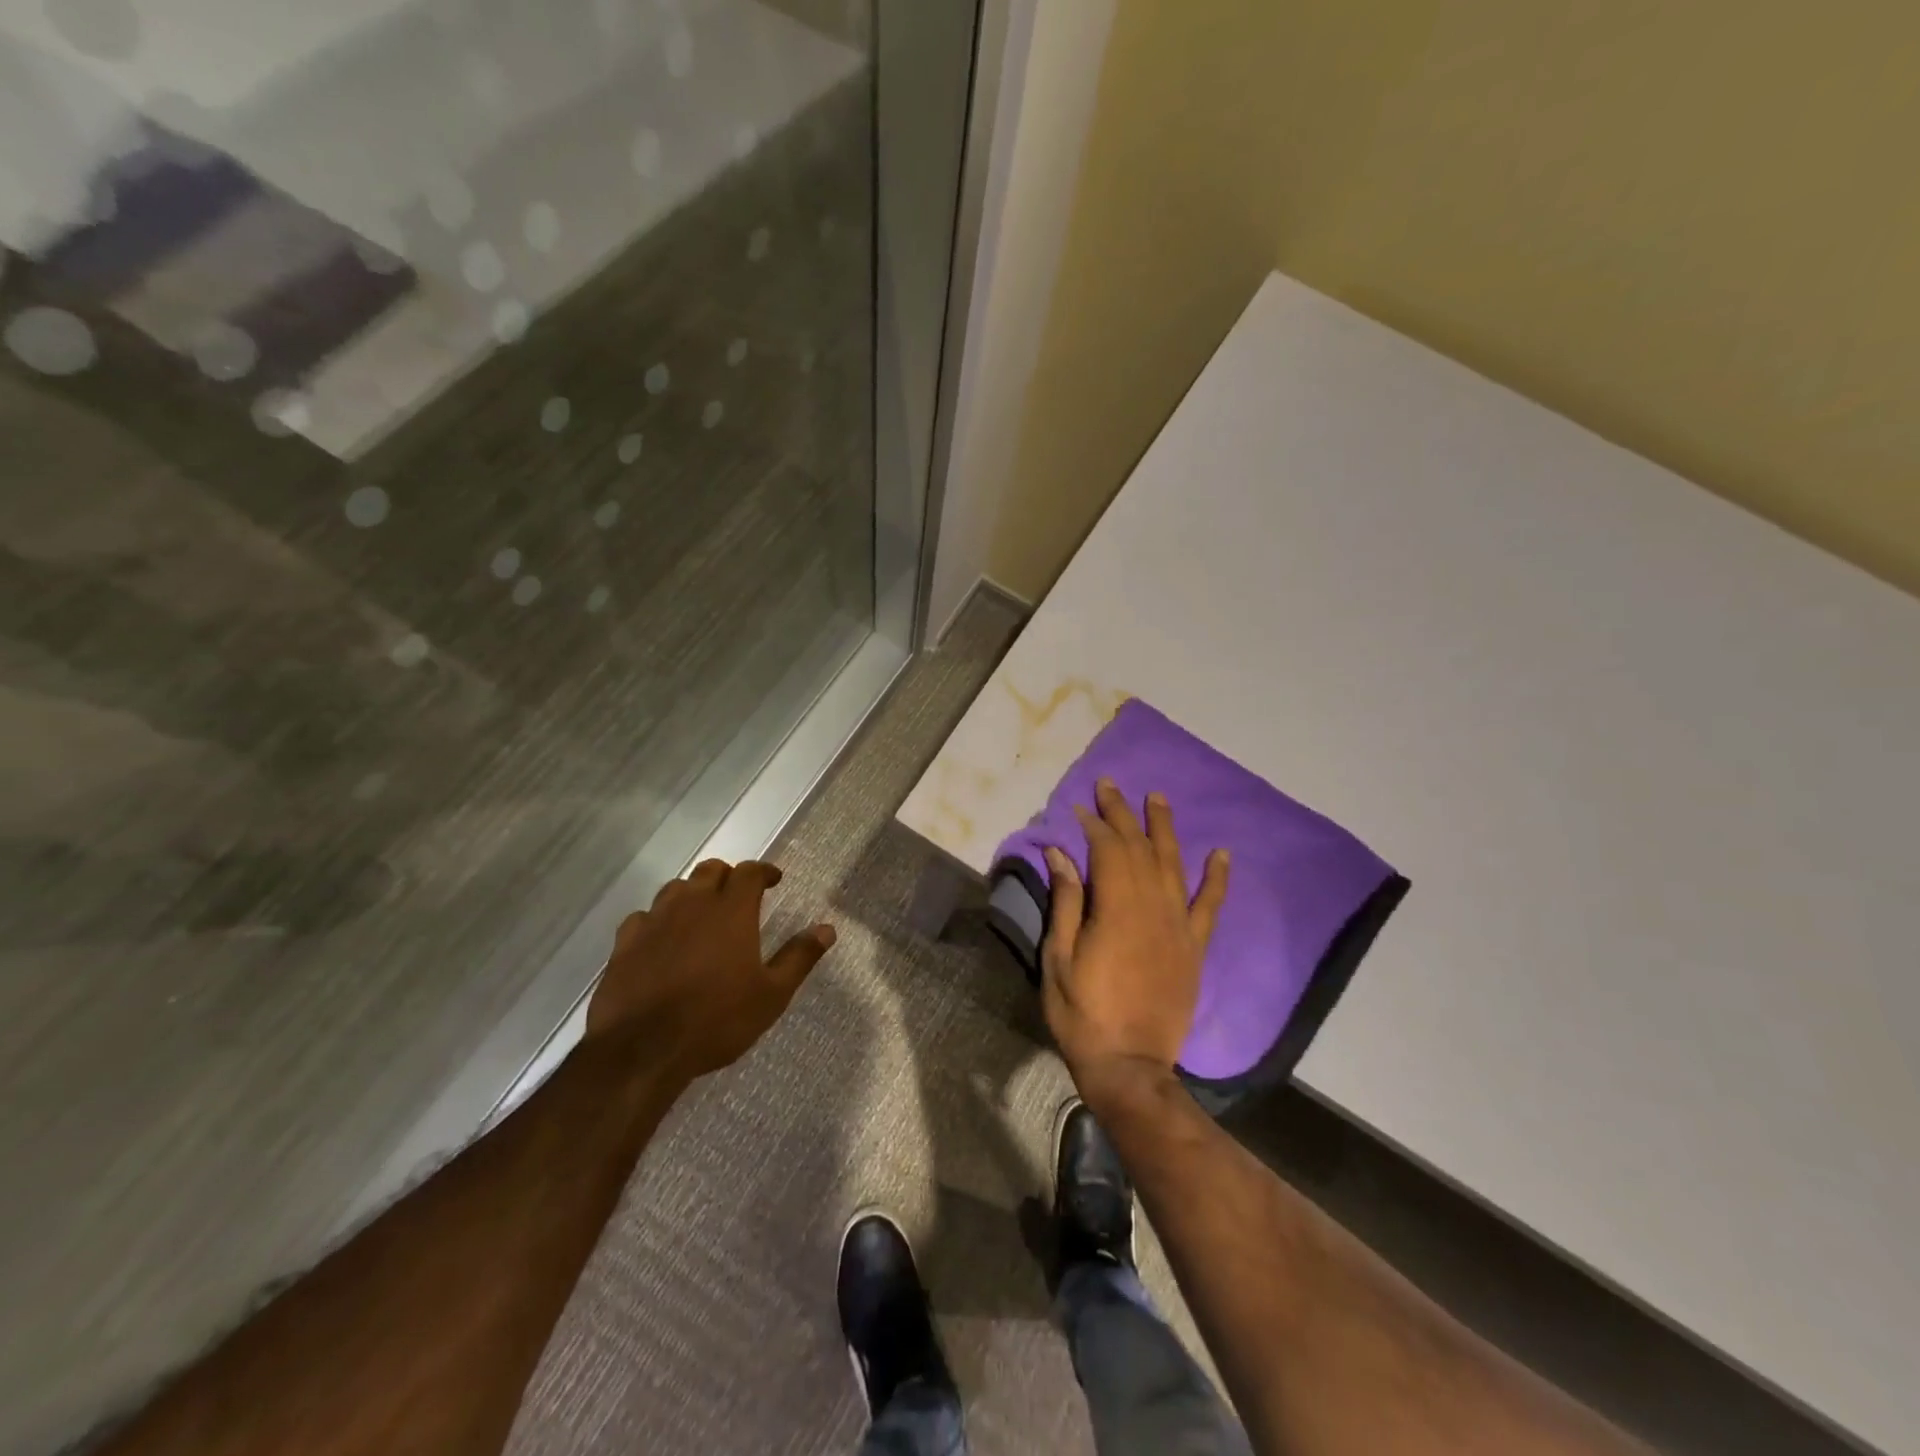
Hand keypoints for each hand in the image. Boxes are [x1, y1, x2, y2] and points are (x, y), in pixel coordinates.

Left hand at [586, 858, 834, 1078]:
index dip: (763, 871)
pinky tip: (661, 939)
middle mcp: (692, 904)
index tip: (774, 880)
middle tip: (739, 896)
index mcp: (731, 911)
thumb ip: (799, 957)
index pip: (749, 872)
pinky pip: (643, 917)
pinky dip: (658, 920)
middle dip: (728, 877)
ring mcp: (654, 921)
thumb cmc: (716, 1020)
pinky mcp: (624, 943)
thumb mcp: (771, 995)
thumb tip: (827, 929)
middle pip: (710, 871)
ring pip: (676, 889)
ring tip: (702, 914)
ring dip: (693, 894)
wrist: (642, 1050)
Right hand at [1041, 780, 1228, 1105]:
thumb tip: (1061, 854)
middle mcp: (1152, 908)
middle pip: (1138, 849)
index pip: (1106, 851)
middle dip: (1122, 814)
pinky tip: (1220, 853)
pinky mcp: (1194, 948)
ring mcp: (1178, 927)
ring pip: (1173, 866)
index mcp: (1116, 909)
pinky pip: (1209, 907)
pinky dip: (1216, 879)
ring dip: (1165, 829)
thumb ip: (1065, 903)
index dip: (1093, 825)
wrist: (1131, 1067)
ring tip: (1158, 798)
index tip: (1079, 807)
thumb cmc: (1083, 1015)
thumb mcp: (1058, 960)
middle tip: (1110, 785)